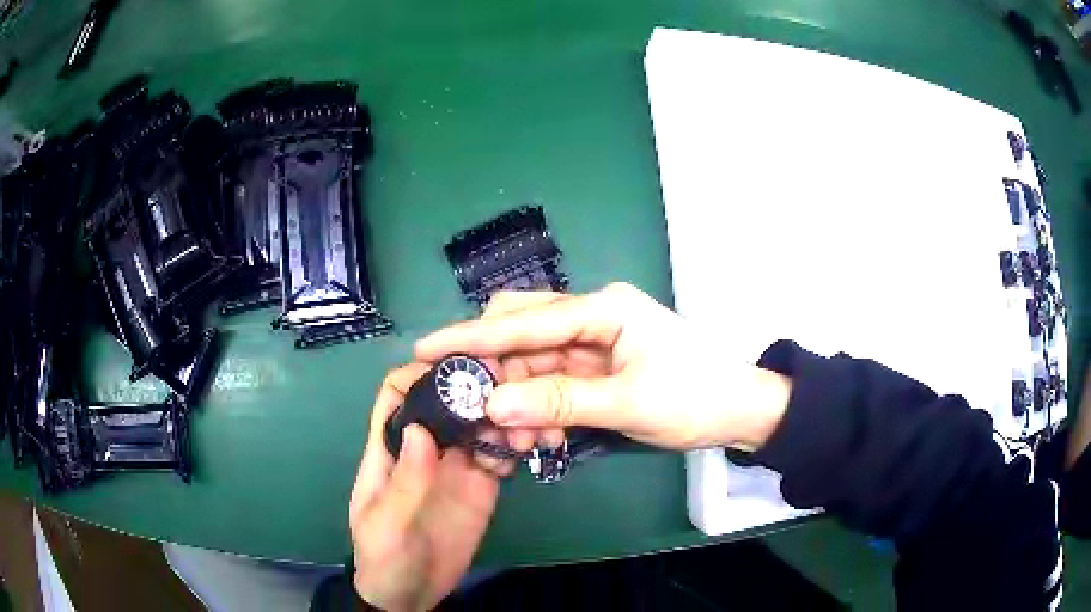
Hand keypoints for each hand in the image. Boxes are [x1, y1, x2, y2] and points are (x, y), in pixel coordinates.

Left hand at [349, 364, 501, 611]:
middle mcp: (424, 448)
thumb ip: (403, 481)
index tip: (454, 367)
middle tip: (505, 390)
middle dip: (471, 387)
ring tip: (521, 426)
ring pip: (476, 422)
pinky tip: (523, 451)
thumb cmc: (384, 557)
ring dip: (499, 415)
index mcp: (390, 448)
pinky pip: (498, 454)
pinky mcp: (481, 485)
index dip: (418, 373)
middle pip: (445, 400)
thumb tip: (419, 428)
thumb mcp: (386, 524)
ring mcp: (454, 466)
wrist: (412, 594)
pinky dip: (512, 445)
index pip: (397, 394)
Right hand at [416, 283, 791, 451]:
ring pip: (533, 364)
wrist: (739, 410)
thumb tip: (493, 405)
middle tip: (474, 411)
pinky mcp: (598, 368)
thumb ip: (559, 402)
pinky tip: (539, 436)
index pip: (524, 320)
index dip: (472, 337)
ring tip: (516, 440)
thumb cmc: (694, 397)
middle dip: (495, 372)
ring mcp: (594, 344)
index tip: (427, 349)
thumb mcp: (627, 403)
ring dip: (518, 399)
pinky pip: (552, 383)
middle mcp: (592, 317)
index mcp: (603, 309)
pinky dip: (539, 409)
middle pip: (522, 333)